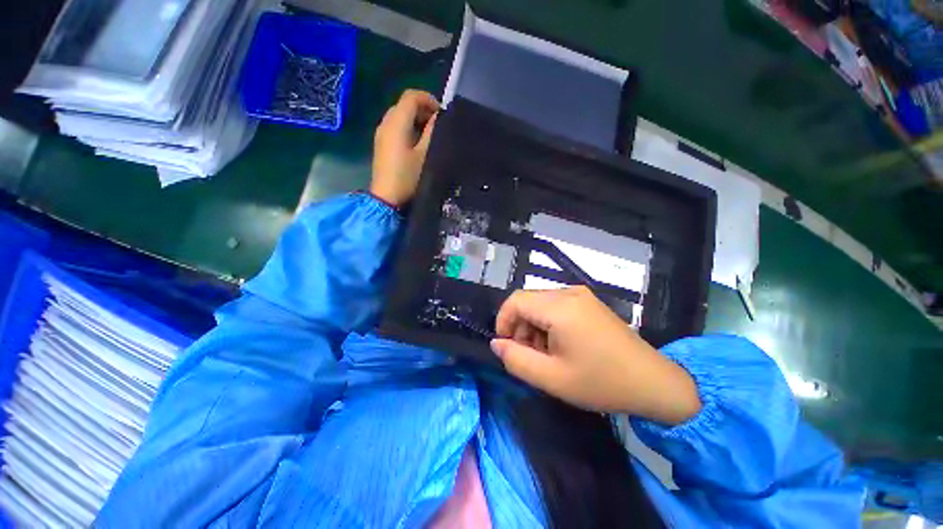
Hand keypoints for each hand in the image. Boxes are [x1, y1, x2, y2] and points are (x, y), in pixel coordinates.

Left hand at [371, 90, 439, 206]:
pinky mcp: (381, 143)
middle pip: (404, 104)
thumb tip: (437, 117)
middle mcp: (386, 122)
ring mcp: (381, 133)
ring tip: (430, 134)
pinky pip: (395, 126)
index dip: (428, 99)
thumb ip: (432, 132)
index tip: (441, 113)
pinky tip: (417, 143)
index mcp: (397, 122)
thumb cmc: (407, 177)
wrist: (386, 197)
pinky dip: (408, 127)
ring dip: (416, 119)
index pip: (411, 96)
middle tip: (438, 125)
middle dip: (423, 109)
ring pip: (399, 115)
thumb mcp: (424, 155)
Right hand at [492, 287, 701, 424]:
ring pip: (541, 304)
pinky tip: (560, 345)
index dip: (503, 321)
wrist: (654, 382)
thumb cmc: (601, 382)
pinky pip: (556, 306)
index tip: (506, 346)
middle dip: (519, 327)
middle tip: (528, 356)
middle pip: (528, 301)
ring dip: (534, 326)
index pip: (515, 301)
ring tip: (545, 355)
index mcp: (560, 307)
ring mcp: (581, 295)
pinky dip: (548, 323)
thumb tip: (496, 343)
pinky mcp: (588, 302)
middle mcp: (569, 293)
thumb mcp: (552, 378)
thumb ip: (516, 360)